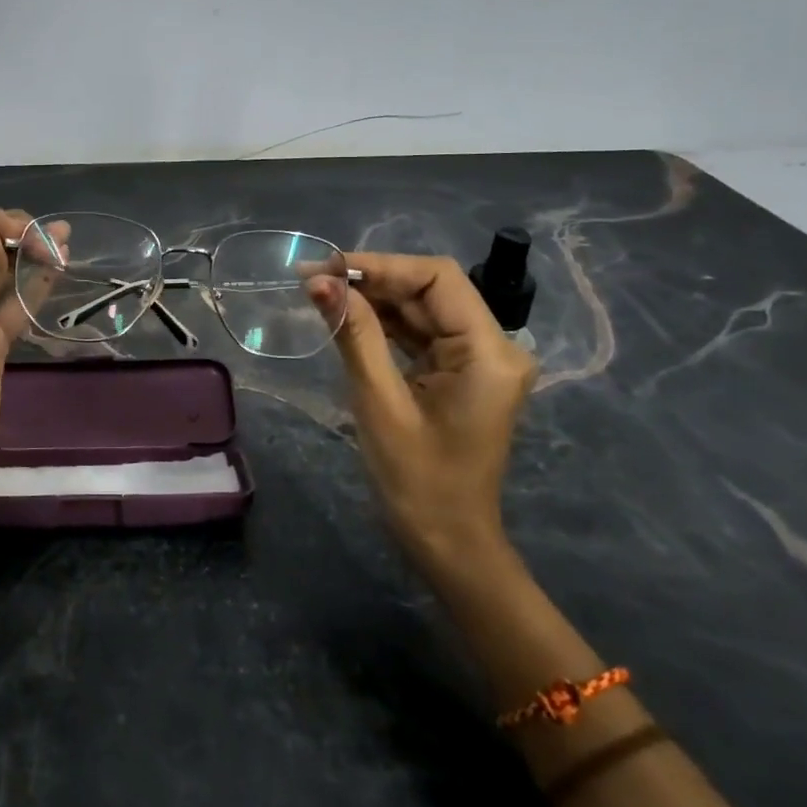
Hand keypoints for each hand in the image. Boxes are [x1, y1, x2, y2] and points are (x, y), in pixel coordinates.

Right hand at [313, 253, 537, 580]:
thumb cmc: (417, 480)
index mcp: (489, 352)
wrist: (447, 542)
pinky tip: (346, 318)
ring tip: (320, 293)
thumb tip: (319, 282)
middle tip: (312, 279)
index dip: (381, 265)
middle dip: (372, 281)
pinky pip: (421, 335)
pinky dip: (384, 325)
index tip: (327, 267)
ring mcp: (478, 361)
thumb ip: (355, 334)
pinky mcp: (461, 374)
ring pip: (422, 310)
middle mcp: (493, 347)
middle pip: (430, 291)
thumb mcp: (380, 402)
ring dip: (374, 300)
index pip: (437, 279)